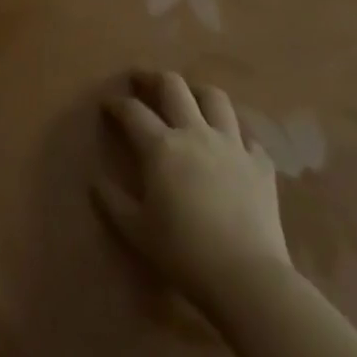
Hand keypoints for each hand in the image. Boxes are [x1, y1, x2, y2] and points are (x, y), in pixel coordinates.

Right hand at [95, 73, 293, 314]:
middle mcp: (195, 133)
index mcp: (161, 146)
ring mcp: (231, 145)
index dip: (116, 104)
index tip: (107, 104)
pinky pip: (248, 136)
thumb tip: (95, 181)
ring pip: (215, 98)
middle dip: (153, 78)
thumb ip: (112, 201)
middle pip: (173, 86)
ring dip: (197, 93)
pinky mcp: (260, 165)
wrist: (248, 278)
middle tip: (142, 82)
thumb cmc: (184, 252)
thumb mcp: (136, 230)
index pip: (132, 111)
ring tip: (189, 99)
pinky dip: (235, 134)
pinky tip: (230, 144)